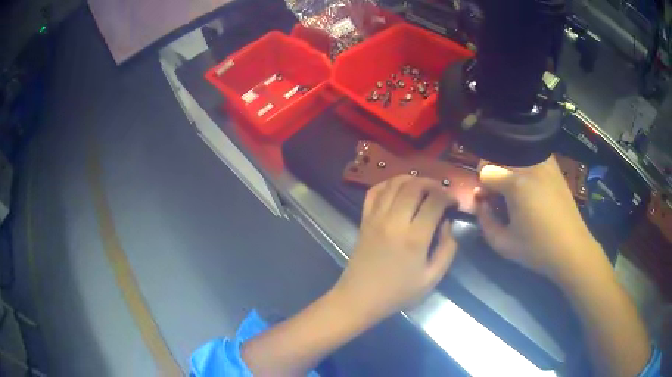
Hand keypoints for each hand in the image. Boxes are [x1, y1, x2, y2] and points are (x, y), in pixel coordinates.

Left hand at [334, 176, 457, 319]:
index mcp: (414, 238)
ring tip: (423, 187)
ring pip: (394, 183)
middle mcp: (394, 221)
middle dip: (432, 183)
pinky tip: (398, 188)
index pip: (434, 202)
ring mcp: (376, 217)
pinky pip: (374, 191)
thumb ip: (447, 249)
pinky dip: (388, 183)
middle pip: (414, 186)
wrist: (360, 297)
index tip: (453, 202)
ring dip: (412, 179)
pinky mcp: (364, 219)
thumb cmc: (398, 292)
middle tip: (440, 192)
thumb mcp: (432, 278)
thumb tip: (447, 223)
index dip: (448, 197)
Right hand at [474, 155, 600, 281]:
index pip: (485, 171)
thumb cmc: (536, 249)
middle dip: (494, 174)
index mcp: (515, 183)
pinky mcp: (555, 166)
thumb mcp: (502, 244)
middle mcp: (530, 165)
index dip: (483, 188)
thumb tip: (479, 199)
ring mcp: (545, 163)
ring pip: (515, 153)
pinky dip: (525, 162)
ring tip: (515, 188)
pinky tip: (530, 182)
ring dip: (509, 167)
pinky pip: (532, 154)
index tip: (488, 201)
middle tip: (499, 194)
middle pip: (499, 157)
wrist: (571, 248)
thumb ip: (484, 219)